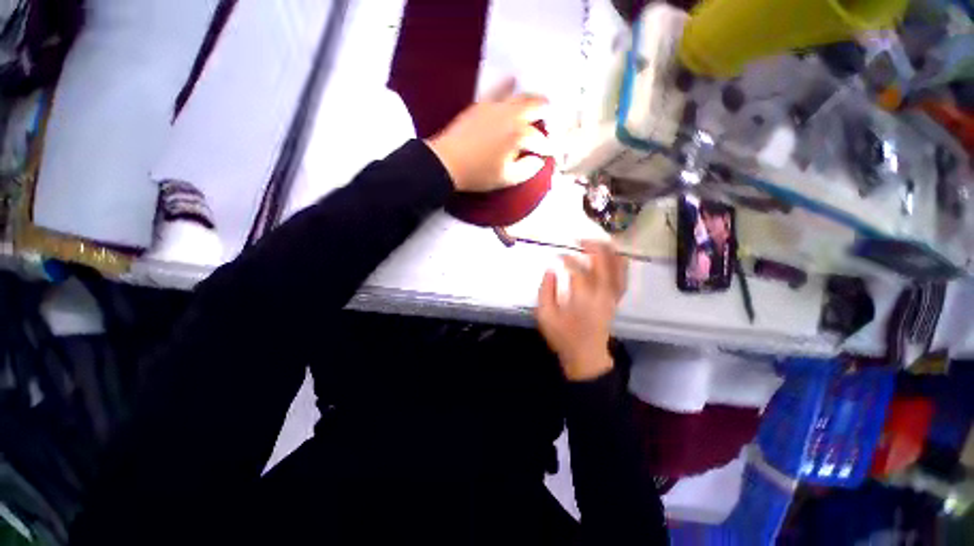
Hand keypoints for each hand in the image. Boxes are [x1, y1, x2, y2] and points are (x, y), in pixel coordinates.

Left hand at [425, 78, 550, 191]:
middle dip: (546, 112)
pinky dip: (506, 85)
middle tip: (552, 116)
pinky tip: (512, 79)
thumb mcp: (506, 179)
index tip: (549, 151)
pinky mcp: (481, 105)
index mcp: (518, 136)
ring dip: (532, 98)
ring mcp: (495, 107)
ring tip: (540, 101)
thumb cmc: (478, 174)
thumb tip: (539, 160)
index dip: (546, 146)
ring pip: (519, 96)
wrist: (447, 162)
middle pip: (535, 107)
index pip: (538, 139)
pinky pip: (497, 90)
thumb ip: (527, 170)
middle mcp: (510, 116)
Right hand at [536, 241, 628, 380]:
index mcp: (582, 297)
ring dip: (610, 252)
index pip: (577, 269)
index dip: (567, 259)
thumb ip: (545, 291)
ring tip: (599, 241)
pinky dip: (621, 265)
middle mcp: (601, 293)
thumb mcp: (545, 316)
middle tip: (580, 240)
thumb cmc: (563, 336)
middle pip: (603, 262)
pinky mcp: (616, 300)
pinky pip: (623, 278)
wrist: (586, 355)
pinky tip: (615, 256)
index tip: (558, 257)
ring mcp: (612, 296)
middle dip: (592, 247)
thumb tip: (550, 271)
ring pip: (617, 268)